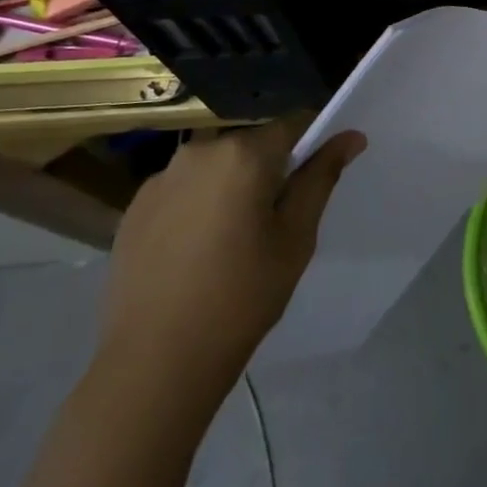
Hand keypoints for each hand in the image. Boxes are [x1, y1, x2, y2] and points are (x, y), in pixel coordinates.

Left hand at [95, 116, 365, 408]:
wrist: (155, 361)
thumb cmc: (242, 296)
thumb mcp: (296, 237)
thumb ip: (321, 177)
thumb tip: (351, 136)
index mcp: (244, 153)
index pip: (294, 124)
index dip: (312, 144)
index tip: (316, 180)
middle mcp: (199, 151)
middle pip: (252, 145)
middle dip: (270, 169)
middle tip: (276, 221)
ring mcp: (161, 178)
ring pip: (216, 166)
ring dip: (232, 186)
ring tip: (233, 239)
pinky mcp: (134, 207)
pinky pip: (183, 189)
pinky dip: (198, 205)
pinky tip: (197, 251)